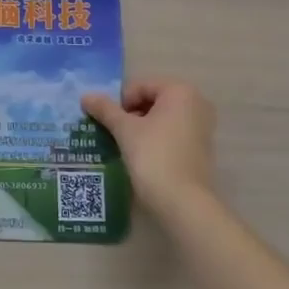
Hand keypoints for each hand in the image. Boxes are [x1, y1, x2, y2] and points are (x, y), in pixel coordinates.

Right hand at [81, 78, 215, 210]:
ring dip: (141, 127)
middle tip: (114, 132)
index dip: (120, 102)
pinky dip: (156, 138)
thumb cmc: (153, 156)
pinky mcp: (202, 148)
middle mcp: (197, 103)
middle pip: (153, 100)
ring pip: (162, 118)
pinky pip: (173, 133)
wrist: (182, 202)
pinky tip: (142, 155)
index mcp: (181, 91)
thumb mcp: (125, 130)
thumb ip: (105, 109)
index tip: (108, 121)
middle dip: (131, 114)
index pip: (140, 86)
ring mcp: (203, 126)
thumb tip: (85, 96)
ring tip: (125, 144)